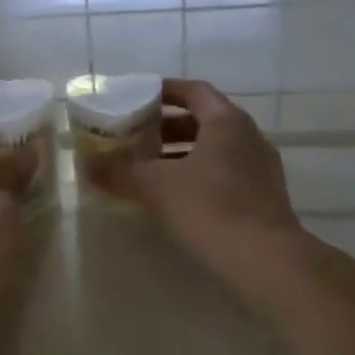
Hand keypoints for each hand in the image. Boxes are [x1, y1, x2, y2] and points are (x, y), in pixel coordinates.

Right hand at [98, 79, 304, 309]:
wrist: (268, 263)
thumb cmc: (211, 209)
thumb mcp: (155, 186)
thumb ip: (119, 172)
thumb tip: (86, 165)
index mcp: (226, 121)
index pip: (193, 91)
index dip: (164, 91)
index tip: (137, 99)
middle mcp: (248, 136)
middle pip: (204, 119)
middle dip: (168, 127)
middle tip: (137, 137)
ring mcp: (261, 168)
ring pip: (215, 148)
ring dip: (182, 153)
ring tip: (150, 169)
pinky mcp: (265, 197)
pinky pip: (226, 173)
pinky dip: (199, 175)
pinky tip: (177, 198)